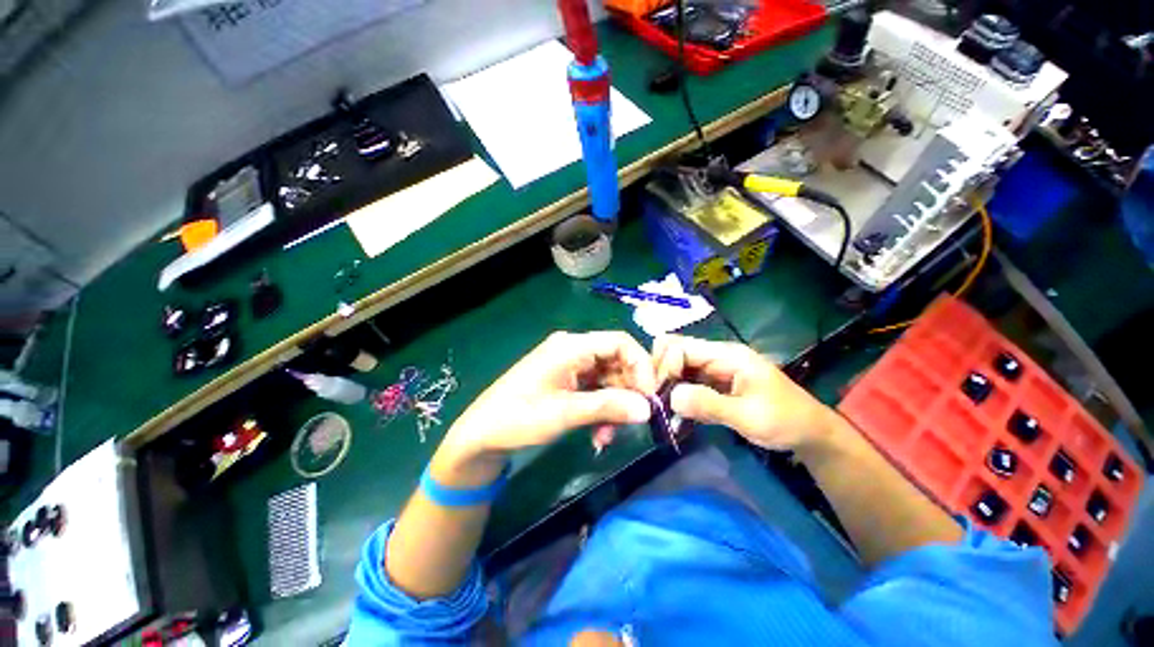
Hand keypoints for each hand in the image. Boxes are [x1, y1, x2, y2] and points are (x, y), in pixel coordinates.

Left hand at [434, 331, 656, 484]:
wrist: (482, 434)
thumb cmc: (518, 418)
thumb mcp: (564, 413)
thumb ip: (607, 407)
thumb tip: (647, 408)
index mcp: (570, 346)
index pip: (619, 342)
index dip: (641, 365)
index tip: (650, 395)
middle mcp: (573, 349)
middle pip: (616, 360)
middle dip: (628, 391)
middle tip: (635, 419)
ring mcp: (570, 364)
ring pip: (608, 378)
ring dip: (615, 405)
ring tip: (609, 435)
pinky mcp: (567, 379)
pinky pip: (596, 388)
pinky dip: (602, 408)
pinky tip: (599, 432)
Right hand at [652, 334, 839, 451]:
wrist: (809, 433)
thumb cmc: (785, 421)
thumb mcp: (749, 416)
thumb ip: (710, 405)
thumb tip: (670, 398)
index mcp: (726, 354)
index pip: (681, 347)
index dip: (665, 366)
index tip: (660, 394)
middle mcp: (716, 356)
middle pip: (674, 350)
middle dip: (660, 371)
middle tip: (657, 399)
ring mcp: (713, 369)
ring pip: (677, 366)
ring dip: (666, 384)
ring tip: (663, 408)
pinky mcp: (712, 383)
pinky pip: (685, 381)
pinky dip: (675, 394)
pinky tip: (675, 412)